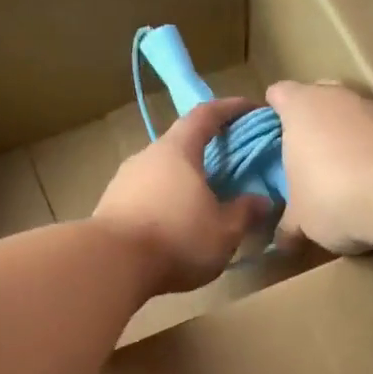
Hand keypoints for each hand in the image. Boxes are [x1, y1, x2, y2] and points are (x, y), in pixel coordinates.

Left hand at [94, 98, 271, 295]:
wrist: (110, 265)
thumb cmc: (177, 238)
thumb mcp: (224, 231)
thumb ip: (245, 212)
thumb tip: (262, 200)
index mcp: (178, 151)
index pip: (205, 115)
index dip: (229, 109)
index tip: (250, 108)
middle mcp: (147, 157)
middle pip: (180, 145)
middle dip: (205, 152)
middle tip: (227, 166)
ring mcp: (123, 181)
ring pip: (160, 173)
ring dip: (181, 182)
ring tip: (200, 202)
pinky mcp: (110, 207)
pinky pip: (144, 196)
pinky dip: (163, 202)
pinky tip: (173, 225)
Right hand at [266, 81, 372, 253]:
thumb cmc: (332, 196)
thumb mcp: (301, 220)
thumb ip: (289, 223)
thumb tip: (281, 240)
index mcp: (301, 107)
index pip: (280, 94)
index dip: (274, 113)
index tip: (273, 136)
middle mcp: (338, 96)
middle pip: (320, 97)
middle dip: (314, 121)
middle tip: (307, 155)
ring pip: (354, 115)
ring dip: (349, 137)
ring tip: (345, 174)